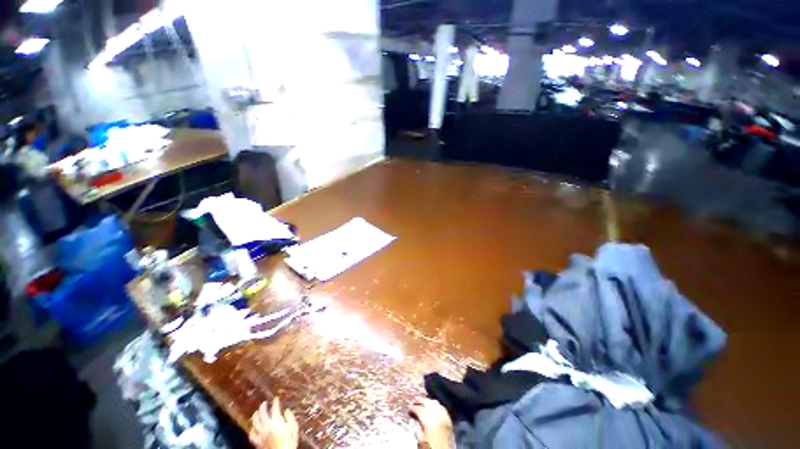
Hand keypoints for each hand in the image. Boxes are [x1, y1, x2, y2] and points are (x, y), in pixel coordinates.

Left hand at [249, 398, 298, 448]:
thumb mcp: (294, 428)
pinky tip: (253, 427)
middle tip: (264, 402)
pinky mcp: (257, 442)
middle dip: (263, 407)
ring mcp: (261, 434)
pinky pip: (252, 434)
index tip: (276, 398)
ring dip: (255, 416)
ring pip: (255, 423)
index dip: (275, 402)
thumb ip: (290, 418)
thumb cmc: (289, 441)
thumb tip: (287, 410)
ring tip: (256, 412)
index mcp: (276, 421)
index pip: (275, 408)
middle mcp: (267, 426)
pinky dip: (252, 429)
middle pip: (262, 414)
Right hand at [410, 397, 453, 448]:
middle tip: (414, 400)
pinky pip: (441, 407)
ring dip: (428, 401)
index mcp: (427, 417)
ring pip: (434, 402)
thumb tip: (417, 425)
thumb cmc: (432, 446)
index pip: (418, 409)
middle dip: (420, 400)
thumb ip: (418, 430)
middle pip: (426, 402)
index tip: (409, 408)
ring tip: (423, 402)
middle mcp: (435, 412)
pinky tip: (434, 407)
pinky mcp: (448, 417)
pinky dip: (436, 405)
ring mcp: (442, 413)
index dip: (412, 408)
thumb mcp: (421, 440)